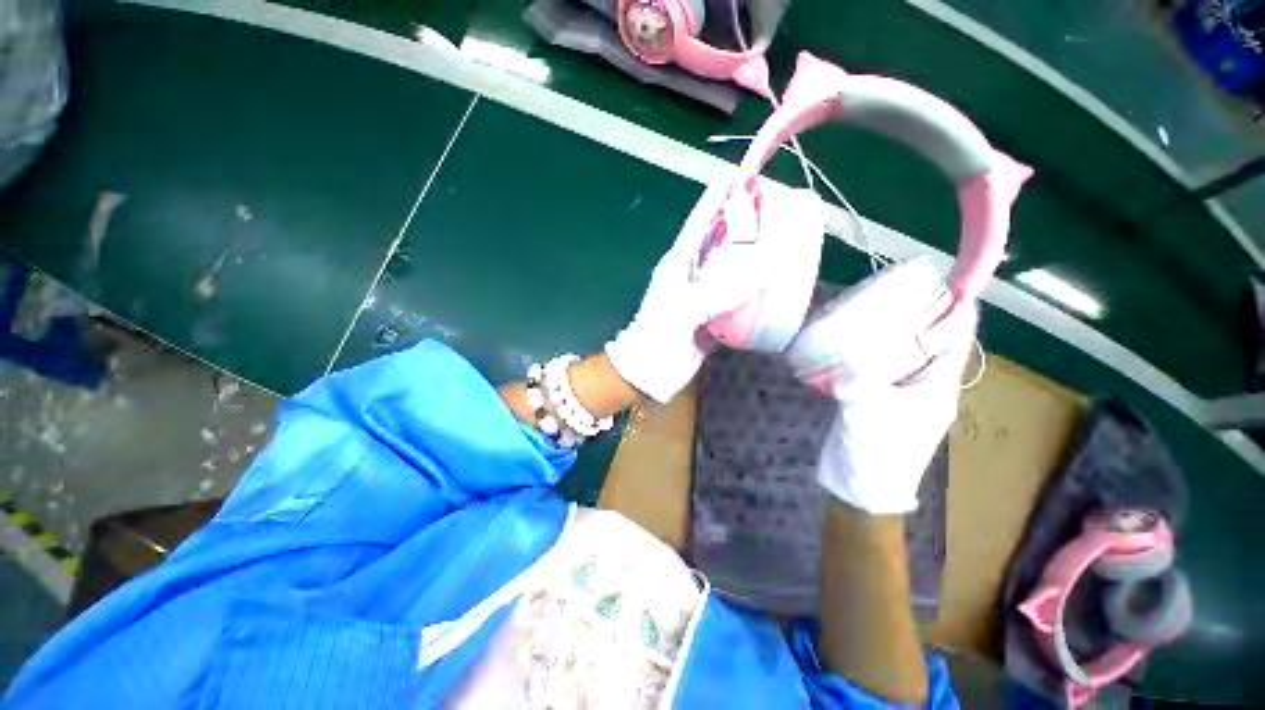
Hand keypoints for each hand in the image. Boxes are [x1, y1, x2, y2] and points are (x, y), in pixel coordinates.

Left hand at [606, 175, 821, 402]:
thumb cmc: (657, 337)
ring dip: (753, 254)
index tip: (738, 173)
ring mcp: (703, 294)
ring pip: (731, 267)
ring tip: (782, 240)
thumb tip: (761, 271)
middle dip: (743, 221)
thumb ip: (716, 292)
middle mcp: (692, 273)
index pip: (700, 221)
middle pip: (720, 239)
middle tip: (774, 206)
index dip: (717, 196)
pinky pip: (737, 295)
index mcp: (679, 263)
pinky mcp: (713, 314)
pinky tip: (775, 284)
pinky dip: (754, 288)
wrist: (649, 372)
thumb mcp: (681, 311)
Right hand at [815, 302, 976, 514]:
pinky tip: (854, 340)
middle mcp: (925, 386)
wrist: (861, 488)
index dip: (955, 309)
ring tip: (874, 307)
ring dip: (896, 331)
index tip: (940, 279)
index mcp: (936, 388)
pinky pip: (883, 366)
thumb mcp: (866, 415)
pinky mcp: (879, 399)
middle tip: (895, 287)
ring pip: (906, 353)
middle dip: (922, 314)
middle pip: (932, 342)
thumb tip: (847, 357)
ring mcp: (902, 393)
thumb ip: (858, 383)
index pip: (956, 340)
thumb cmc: (875, 454)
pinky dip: (874, 349)